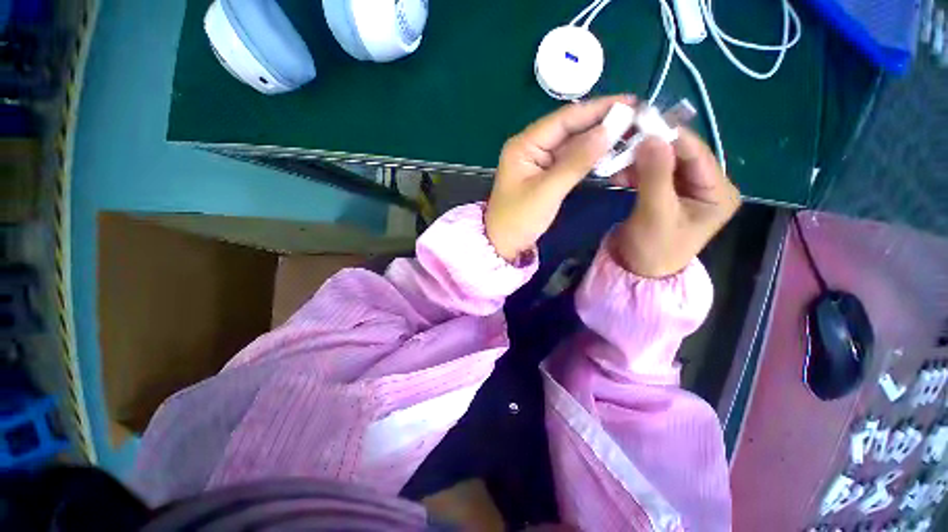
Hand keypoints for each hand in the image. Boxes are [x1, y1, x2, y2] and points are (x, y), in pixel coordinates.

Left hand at [486, 95, 634, 261]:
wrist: (504, 245)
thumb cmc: (519, 219)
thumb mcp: (547, 191)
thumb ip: (577, 160)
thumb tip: (610, 129)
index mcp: (524, 145)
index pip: (564, 118)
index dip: (598, 109)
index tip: (631, 102)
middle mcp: (532, 147)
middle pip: (570, 129)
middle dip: (602, 124)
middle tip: (638, 120)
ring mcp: (539, 162)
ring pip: (573, 145)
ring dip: (599, 142)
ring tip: (632, 136)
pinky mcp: (546, 176)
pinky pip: (570, 162)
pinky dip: (590, 159)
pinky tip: (611, 156)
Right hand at [609, 128, 740, 277]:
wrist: (637, 271)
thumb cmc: (654, 249)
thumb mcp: (656, 213)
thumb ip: (655, 175)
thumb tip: (650, 136)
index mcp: (719, 191)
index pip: (696, 154)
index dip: (669, 137)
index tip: (640, 125)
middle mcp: (707, 185)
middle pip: (679, 155)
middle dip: (649, 149)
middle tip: (622, 142)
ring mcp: (685, 188)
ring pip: (662, 162)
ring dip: (638, 160)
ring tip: (614, 161)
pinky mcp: (666, 193)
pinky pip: (651, 173)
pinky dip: (634, 171)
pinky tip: (617, 173)